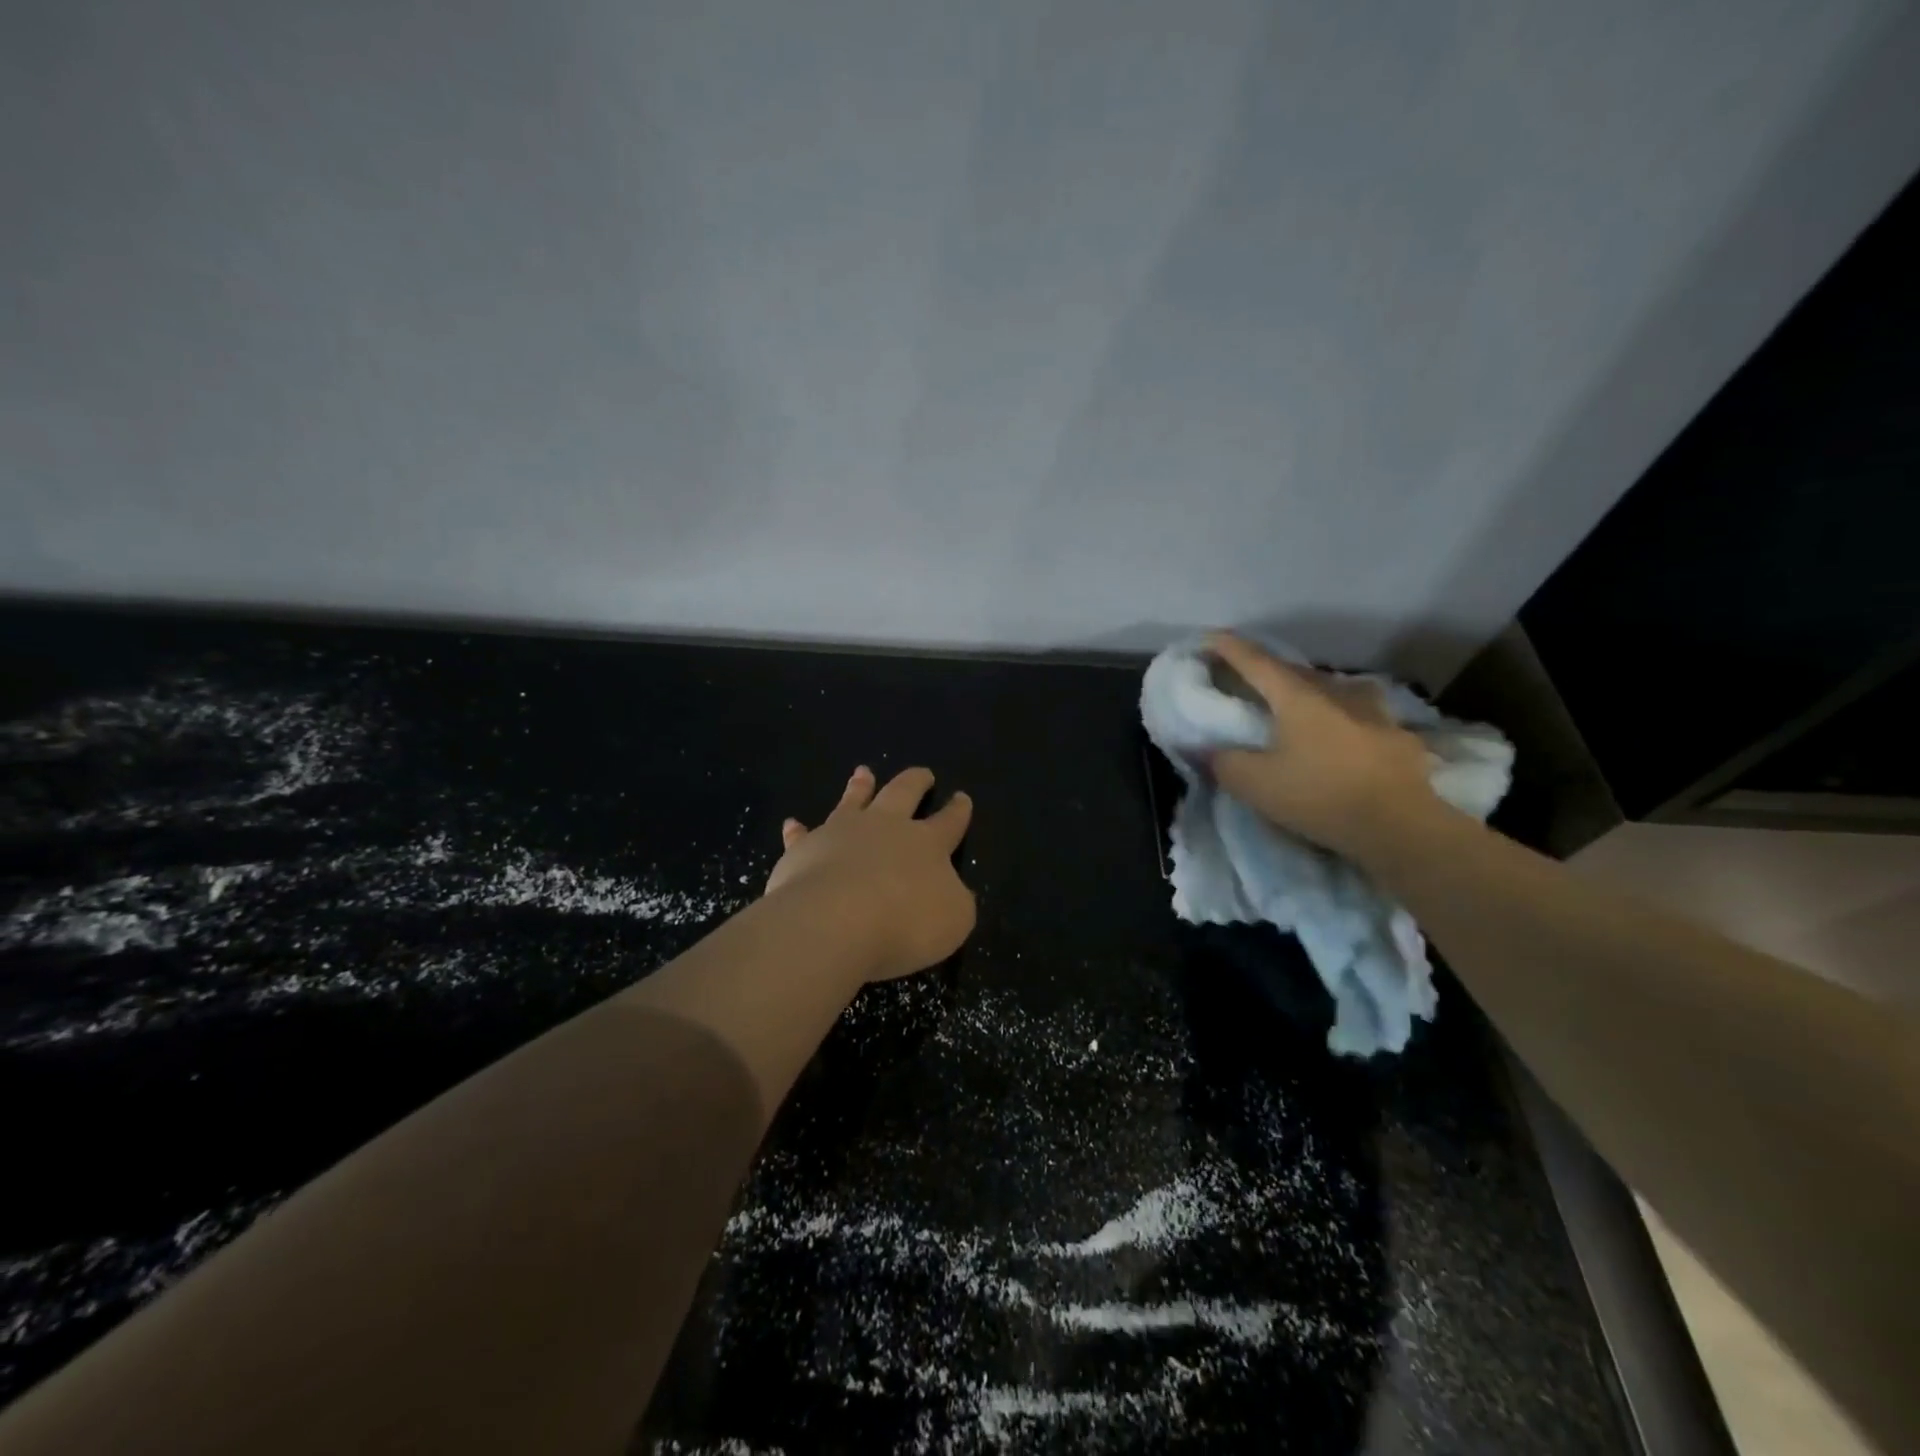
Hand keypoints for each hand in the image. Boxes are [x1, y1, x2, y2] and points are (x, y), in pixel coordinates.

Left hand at [766, 765, 975, 981]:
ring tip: (862, 772)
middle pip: (903, 794)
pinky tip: (793, 824)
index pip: (949, 822)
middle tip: (922, 773)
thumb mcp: (954, 919)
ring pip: (854, 800)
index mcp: (927, 844)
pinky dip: (799, 830)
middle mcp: (885, 827)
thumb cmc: (904, 923)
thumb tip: (952, 890)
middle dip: (916, 782)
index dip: (958, 811)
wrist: (834, 921)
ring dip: (860, 786)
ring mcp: (842, 832)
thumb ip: (955, 900)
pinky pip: (802, 835)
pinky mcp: (805, 848)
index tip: (962, 797)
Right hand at [1203, 632, 1439, 860]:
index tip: (1208, 638)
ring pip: (1334, 688)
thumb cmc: (1320, 796)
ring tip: (1300, 704)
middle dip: (1267, 671)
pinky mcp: (1398, 736)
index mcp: (1297, 697)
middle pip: (1294, 671)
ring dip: (1311, 690)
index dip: (1229, 648)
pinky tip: (1345, 732)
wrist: (1401, 827)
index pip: (1255, 661)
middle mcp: (1336, 693)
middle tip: (1248, 679)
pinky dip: (1345, 717)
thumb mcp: (1255, 785)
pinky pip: (1363, 715)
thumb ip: (1223, 762)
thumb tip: (1205, 748)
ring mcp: (1374, 711)